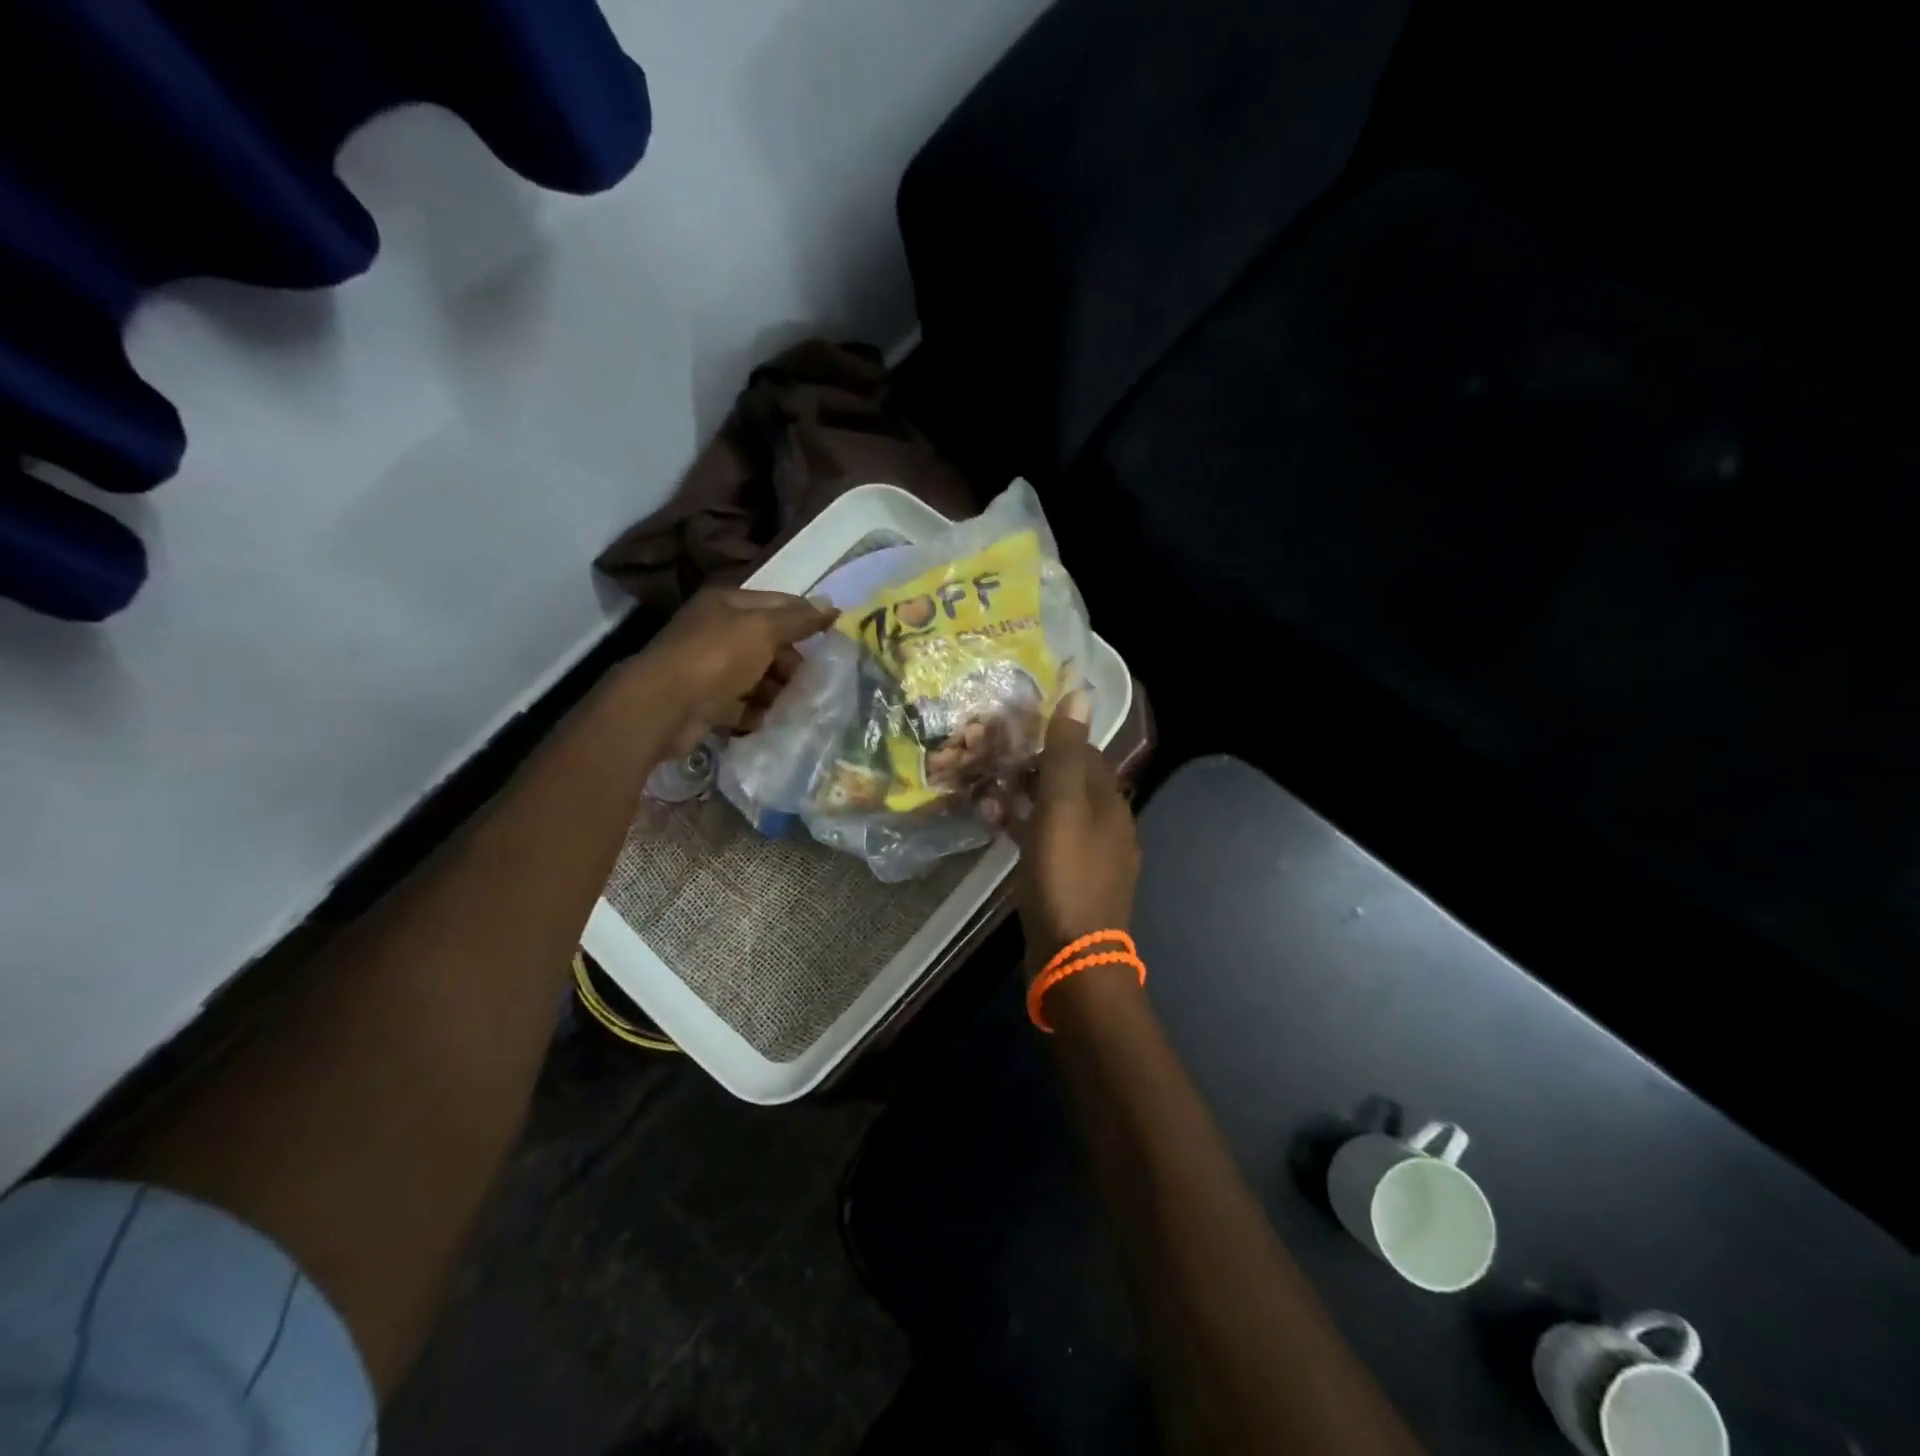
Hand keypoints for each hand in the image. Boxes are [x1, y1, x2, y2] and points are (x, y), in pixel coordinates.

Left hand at [623, 588, 836, 754]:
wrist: (665, 706)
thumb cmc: (717, 657)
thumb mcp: (763, 629)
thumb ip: (798, 619)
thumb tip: (832, 607)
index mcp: (728, 604)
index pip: (779, 603)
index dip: (807, 617)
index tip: (835, 637)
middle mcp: (717, 630)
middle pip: (767, 642)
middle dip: (792, 661)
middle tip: (813, 680)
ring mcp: (709, 667)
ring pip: (756, 675)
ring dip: (778, 689)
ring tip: (798, 704)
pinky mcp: (706, 701)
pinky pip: (741, 704)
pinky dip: (756, 712)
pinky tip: (771, 720)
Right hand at [1012, 690, 1140, 971]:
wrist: (1074, 958)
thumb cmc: (1066, 876)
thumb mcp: (1062, 807)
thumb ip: (1067, 753)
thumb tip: (1081, 692)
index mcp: (1109, 803)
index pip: (1084, 754)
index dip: (1051, 740)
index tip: (1012, 734)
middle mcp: (1106, 826)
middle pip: (1068, 783)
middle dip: (1031, 770)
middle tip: (990, 764)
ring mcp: (1090, 857)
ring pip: (1055, 814)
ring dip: (1023, 800)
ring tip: (985, 797)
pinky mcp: (1069, 882)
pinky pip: (1046, 844)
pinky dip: (1024, 831)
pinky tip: (997, 831)